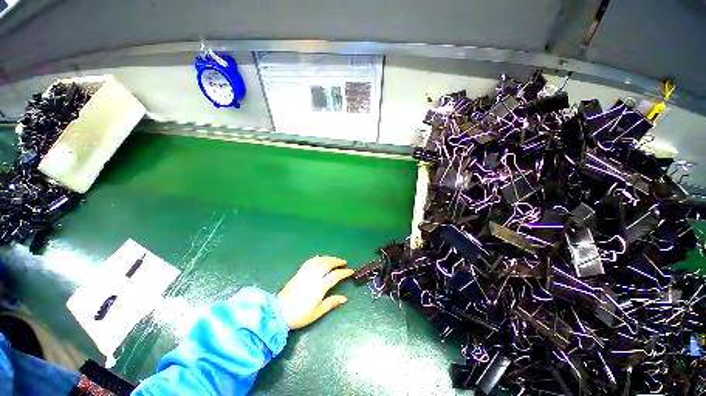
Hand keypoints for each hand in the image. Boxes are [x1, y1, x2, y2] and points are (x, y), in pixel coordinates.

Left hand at [277, 256, 353, 329]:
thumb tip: (344, 299)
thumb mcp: (317, 313)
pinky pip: (309, 261)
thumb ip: (331, 303)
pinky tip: (319, 259)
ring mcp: (305, 273)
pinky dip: (316, 258)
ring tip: (333, 259)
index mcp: (319, 287)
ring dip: (327, 258)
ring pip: (318, 260)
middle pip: (327, 264)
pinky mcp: (298, 273)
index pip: (335, 275)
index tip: (351, 271)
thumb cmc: (299, 315)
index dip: (344, 272)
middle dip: (337, 261)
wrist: (278, 313)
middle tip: (344, 262)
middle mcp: (313, 277)